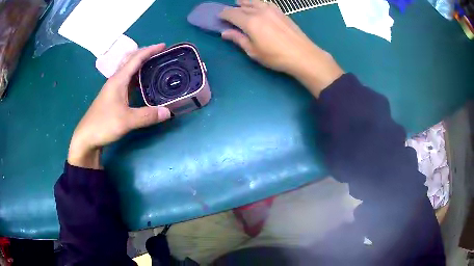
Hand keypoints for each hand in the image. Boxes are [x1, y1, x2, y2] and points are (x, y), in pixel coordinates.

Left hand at [68, 44, 171, 168]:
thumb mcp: (127, 121)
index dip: (150, 51)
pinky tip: (143, 85)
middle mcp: (115, 81)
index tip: (163, 46)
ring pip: (128, 71)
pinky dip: (137, 79)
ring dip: (141, 65)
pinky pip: (127, 82)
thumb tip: (168, 112)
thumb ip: (147, 116)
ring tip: (154, 66)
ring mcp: (113, 89)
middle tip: (160, 54)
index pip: (135, 59)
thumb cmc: (103, 125)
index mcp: (118, 80)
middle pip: (131, 61)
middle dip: (145, 54)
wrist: (86, 138)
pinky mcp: (113, 98)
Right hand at [220, 0, 343, 96]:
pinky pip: (265, 3)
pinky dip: (257, 3)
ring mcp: (271, 9)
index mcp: (250, 22)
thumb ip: (238, 39)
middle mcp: (259, 11)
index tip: (219, 18)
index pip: (231, 13)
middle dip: (233, 10)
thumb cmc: (276, 56)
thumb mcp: (253, 51)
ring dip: (244, 3)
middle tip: (229, 16)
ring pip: (253, 1)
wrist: (303, 55)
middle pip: (241, 7)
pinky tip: (257, 6)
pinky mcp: (280, 11)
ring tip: (240, 5)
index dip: (223, 15)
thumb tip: (224, 32)